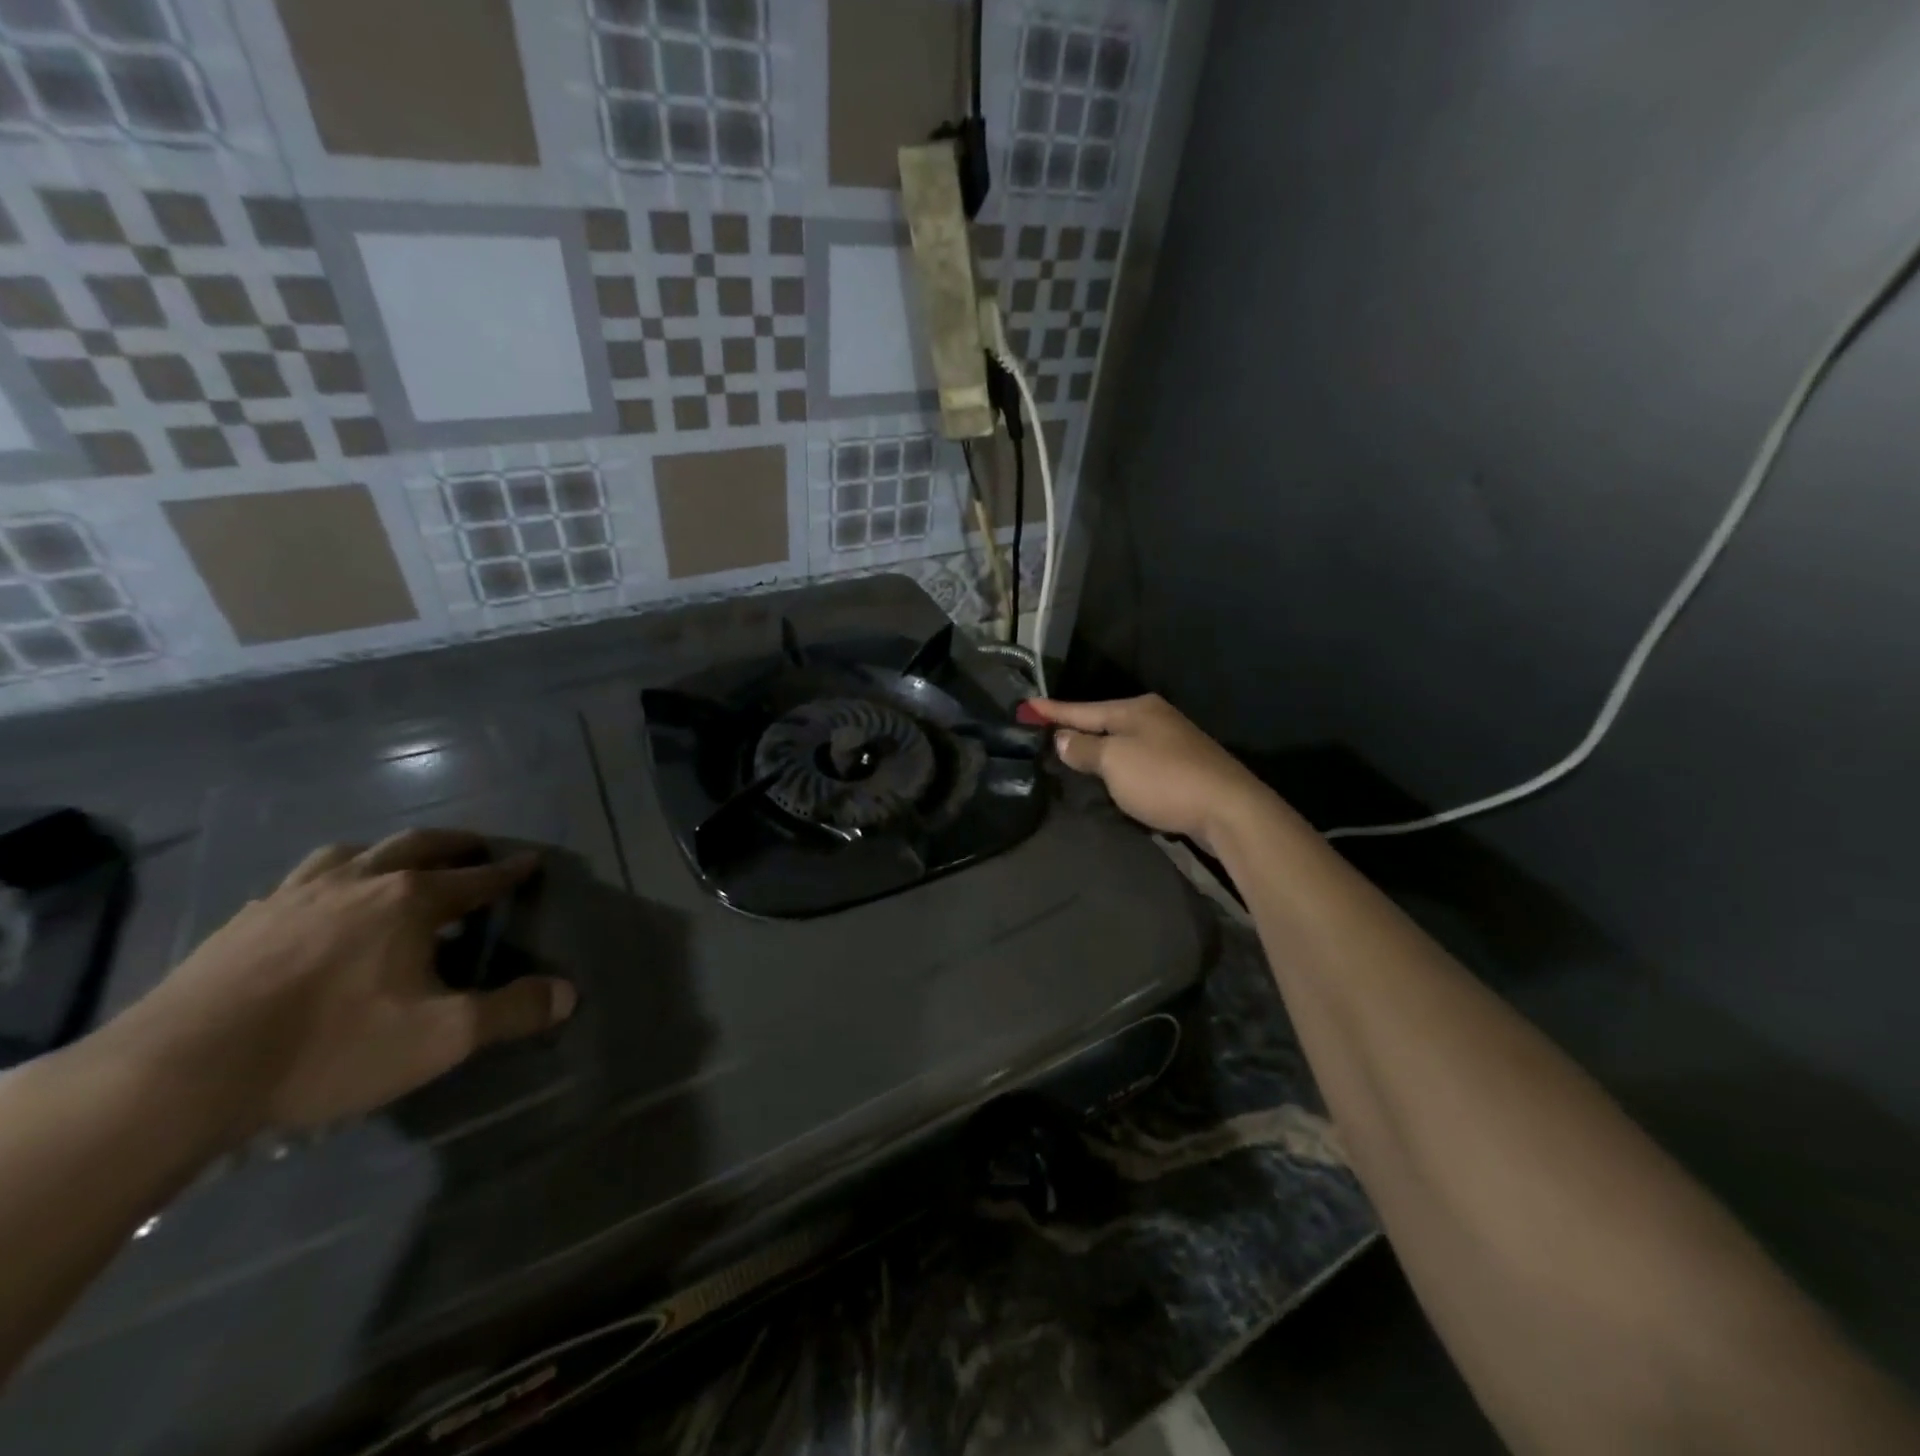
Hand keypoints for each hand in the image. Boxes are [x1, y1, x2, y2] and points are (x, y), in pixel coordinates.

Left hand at [109, 829, 575, 1146]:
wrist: (176, 1074)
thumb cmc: (328, 1048)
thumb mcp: (440, 1038)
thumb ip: (511, 1012)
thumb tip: (569, 993)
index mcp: (408, 901)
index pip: (475, 879)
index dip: (509, 872)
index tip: (531, 862)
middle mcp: (357, 883)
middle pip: (416, 846)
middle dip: (454, 844)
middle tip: (476, 847)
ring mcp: (293, 897)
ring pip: (350, 853)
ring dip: (386, 851)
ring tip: (396, 863)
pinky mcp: (243, 923)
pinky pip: (299, 881)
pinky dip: (328, 878)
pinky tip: (318, 904)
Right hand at [1025, 695, 1270, 850]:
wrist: (1229, 809)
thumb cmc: (1164, 778)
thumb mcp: (1114, 761)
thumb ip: (1085, 748)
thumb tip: (1063, 738)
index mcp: (1136, 709)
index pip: (1083, 708)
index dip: (1054, 711)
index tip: (1027, 705)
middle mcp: (1155, 718)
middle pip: (1105, 722)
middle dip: (1077, 728)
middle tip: (1046, 733)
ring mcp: (1173, 742)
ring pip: (1123, 742)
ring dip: (1098, 749)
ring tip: (1072, 755)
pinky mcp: (1184, 768)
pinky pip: (1139, 761)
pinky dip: (1119, 767)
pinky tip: (1111, 777)